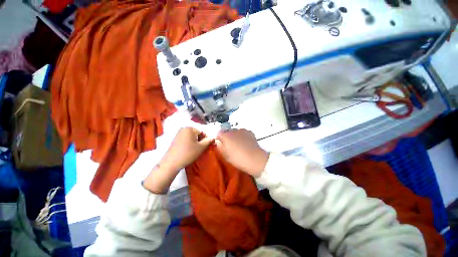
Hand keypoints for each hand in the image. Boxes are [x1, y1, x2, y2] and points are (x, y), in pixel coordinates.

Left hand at [143, 127, 212, 193]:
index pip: (202, 132)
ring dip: (196, 142)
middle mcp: (184, 129)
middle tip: (202, 148)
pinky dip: (190, 143)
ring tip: (197, 149)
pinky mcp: (175, 139)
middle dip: (201, 140)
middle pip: (197, 133)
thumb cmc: (188, 153)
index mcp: (190, 128)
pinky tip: (190, 150)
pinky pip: (186, 139)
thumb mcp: (201, 147)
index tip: (208, 145)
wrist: (171, 162)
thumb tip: (213, 137)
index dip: (206, 138)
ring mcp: (178, 134)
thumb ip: (208, 141)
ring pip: (191, 136)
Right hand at [216, 129, 268, 176]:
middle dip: (228, 137)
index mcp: (225, 136)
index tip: (222, 145)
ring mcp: (242, 130)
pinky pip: (243, 133)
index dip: (220, 138)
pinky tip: (245, 143)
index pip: (219, 133)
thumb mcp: (225, 155)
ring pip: (235, 132)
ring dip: (235, 136)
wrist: (255, 159)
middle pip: (227, 132)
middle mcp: (233, 130)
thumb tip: (218, 141)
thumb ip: (219, 146)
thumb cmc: (238, 158)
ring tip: (239, 145)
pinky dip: (242, 136)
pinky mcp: (249, 132)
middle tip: (231, 146)